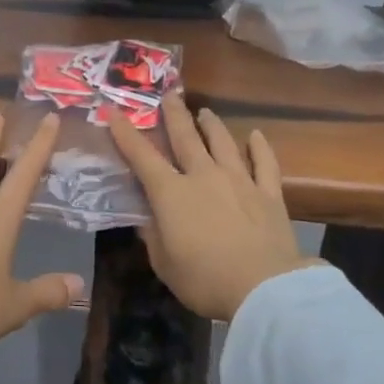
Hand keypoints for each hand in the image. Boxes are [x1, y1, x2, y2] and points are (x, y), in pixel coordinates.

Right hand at [108, 92, 310, 321]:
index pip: (142, 156)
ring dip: (211, 124)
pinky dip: (260, 147)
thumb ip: (153, 236)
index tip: (114, 111)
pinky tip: (256, 135)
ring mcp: (239, 180)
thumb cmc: (204, 279)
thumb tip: (147, 219)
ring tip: (205, 112)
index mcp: (171, 193)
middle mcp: (203, 176)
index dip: (125, 133)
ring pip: (223, 142)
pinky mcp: (269, 193)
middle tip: (168, 95)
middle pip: (186, 137)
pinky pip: (264, 163)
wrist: (264, 288)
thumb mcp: (164, 264)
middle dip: (174, 114)